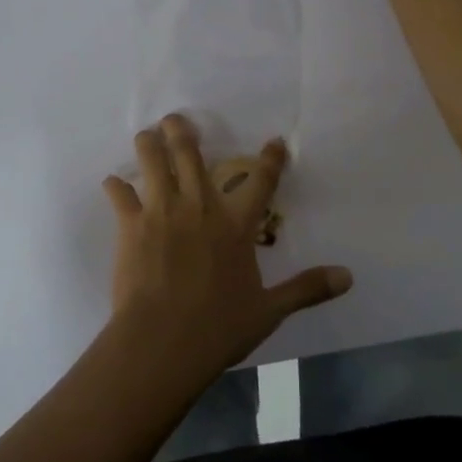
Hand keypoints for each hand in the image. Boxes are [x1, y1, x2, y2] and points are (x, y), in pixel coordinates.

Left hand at [102, 114, 352, 378]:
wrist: (163, 341)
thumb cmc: (219, 327)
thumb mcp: (269, 310)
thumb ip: (306, 288)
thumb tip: (347, 277)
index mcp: (235, 225)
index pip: (260, 181)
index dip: (270, 159)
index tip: (274, 142)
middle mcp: (199, 207)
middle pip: (190, 153)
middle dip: (183, 131)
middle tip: (177, 120)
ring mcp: (162, 212)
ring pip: (153, 161)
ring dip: (149, 143)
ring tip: (147, 135)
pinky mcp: (131, 225)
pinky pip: (119, 194)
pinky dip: (116, 186)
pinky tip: (113, 184)